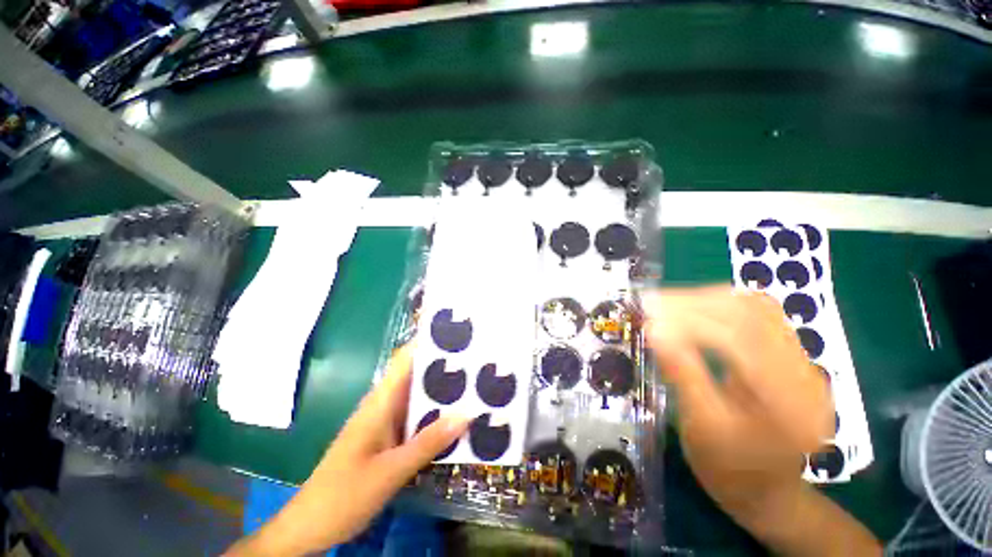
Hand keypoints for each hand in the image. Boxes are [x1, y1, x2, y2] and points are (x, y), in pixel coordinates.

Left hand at [227, 344, 469, 555]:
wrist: (310, 526)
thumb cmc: (343, 495)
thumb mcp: (390, 471)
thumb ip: (429, 442)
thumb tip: (467, 413)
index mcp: (381, 401)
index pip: (406, 358)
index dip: (429, 343)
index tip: (459, 337)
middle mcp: (385, 403)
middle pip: (418, 375)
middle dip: (446, 366)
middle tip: (479, 362)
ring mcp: (387, 421)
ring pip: (419, 397)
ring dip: (444, 391)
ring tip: (478, 385)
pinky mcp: (390, 436)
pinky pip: (418, 418)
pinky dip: (437, 415)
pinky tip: (458, 419)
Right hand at [643, 287, 831, 528]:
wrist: (765, 491)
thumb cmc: (729, 468)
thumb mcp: (701, 427)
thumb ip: (682, 374)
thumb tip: (654, 330)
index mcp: (788, 403)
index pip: (740, 339)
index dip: (690, 320)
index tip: (649, 314)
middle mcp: (805, 375)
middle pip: (752, 314)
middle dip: (695, 302)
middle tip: (652, 303)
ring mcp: (803, 363)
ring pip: (756, 308)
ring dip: (707, 300)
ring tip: (667, 303)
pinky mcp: (790, 358)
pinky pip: (757, 316)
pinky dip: (720, 306)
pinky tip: (694, 310)